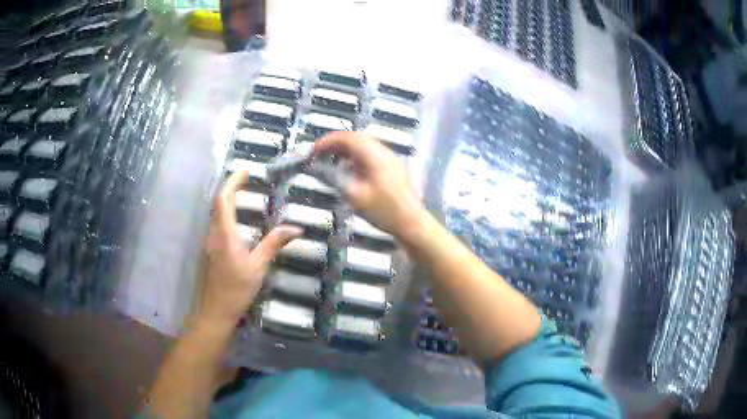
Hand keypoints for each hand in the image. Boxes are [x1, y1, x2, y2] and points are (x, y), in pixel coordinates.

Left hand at [200, 171, 301, 329]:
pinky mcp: (212, 248)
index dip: (233, 182)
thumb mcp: (258, 266)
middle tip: (249, 178)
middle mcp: (214, 233)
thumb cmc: (236, 289)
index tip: (247, 171)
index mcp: (225, 234)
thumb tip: (296, 228)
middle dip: (232, 186)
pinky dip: (227, 211)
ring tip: (246, 192)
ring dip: (228, 198)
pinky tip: (239, 217)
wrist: (216, 310)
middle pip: (219, 202)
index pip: (224, 199)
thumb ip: (273, 244)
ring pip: (216, 211)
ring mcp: (211, 241)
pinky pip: (218, 222)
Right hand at [314, 131, 424, 237]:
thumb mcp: (355, 197)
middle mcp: (384, 152)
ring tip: (331, 160)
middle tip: (320, 153)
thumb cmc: (384, 211)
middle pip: (357, 138)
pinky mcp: (393, 167)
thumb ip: (336, 178)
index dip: (328, 141)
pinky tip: (349, 169)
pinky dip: (356, 157)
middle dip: (336, 143)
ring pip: (365, 145)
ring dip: (346, 149)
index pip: (348, 138)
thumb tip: (320, 168)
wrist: (412, 223)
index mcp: (375, 156)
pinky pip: (371, 154)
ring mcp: (391, 159)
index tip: (314, 150)